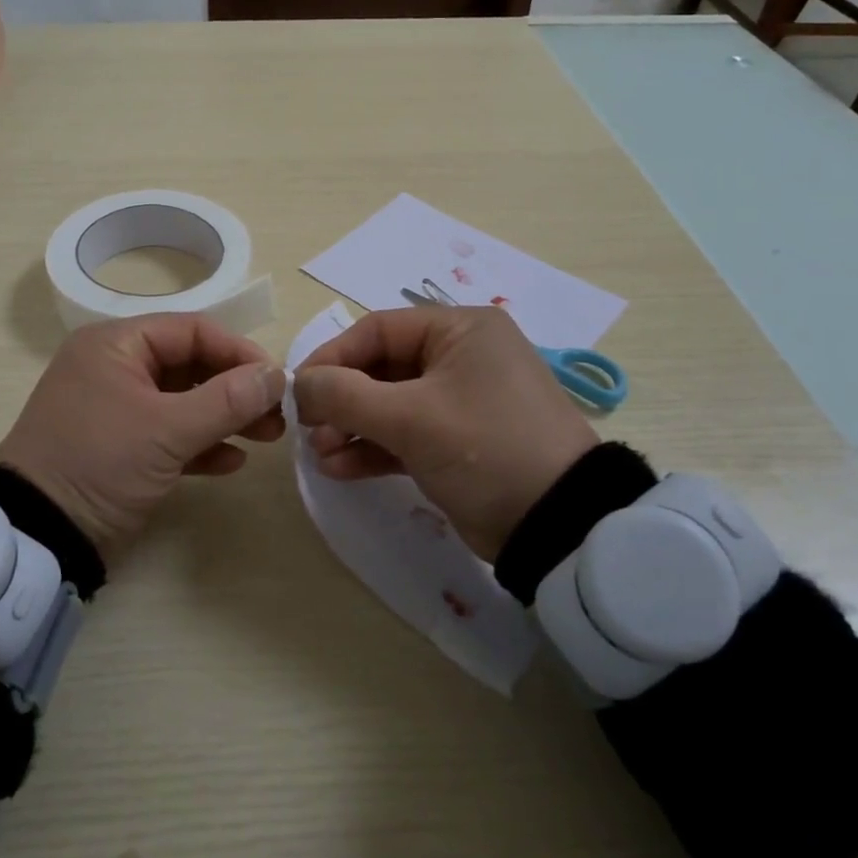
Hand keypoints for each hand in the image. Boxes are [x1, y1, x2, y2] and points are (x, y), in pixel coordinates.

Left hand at [0, 313, 285, 559]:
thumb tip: (277, 374)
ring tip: (268, 437)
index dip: (238, 351)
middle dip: (237, 389)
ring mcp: (118, 409)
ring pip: (184, 401)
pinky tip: (232, 462)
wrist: (36, 536)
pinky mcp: (121, 447)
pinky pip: (170, 434)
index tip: (276, 380)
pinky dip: (201, 444)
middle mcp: (116, 368)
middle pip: (191, 365)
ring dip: (226, 417)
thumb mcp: (166, 430)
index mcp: (117, 345)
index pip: (192, 331)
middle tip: (278, 414)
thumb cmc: (99, 463)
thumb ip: (227, 399)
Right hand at [292, 306, 599, 559]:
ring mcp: (460, 401)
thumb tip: (300, 383)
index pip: (378, 329)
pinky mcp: (458, 442)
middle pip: (381, 367)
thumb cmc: (485, 449)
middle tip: (308, 428)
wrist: (558, 527)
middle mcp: (461, 356)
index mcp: (460, 330)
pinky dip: (373, 447)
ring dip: (351, 426)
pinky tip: (339, 467)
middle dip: (341, 399)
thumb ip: (346, 395)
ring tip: (319, 454)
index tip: (299, 388)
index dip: (333, 356)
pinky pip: (406, 434)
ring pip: (390, 404)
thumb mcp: (411, 418)